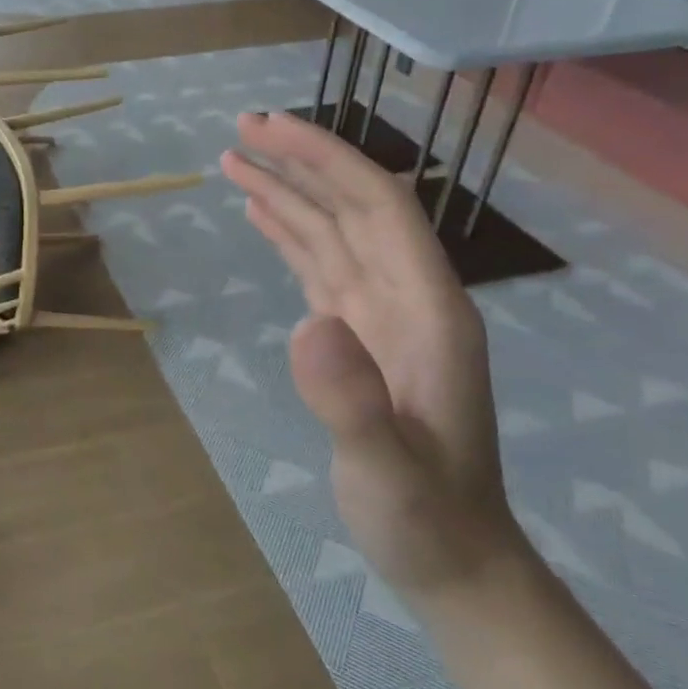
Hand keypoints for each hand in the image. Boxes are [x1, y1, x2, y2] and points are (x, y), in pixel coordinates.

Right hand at [221, 110, 526, 606]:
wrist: (453, 560)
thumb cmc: (426, 519)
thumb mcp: (389, 472)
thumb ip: (355, 403)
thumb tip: (308, 324)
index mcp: (428, 307)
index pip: (377, 207)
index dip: (325, 160)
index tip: (270, 130)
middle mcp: (408, 296)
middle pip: (353, 206)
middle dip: (301, 161)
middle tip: (240, 128)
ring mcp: (382, 315)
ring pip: (332, 232)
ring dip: (288, 192)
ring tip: (234, 160)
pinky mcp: (358, 335)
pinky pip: (320, 266)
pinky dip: (290, 233)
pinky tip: (262, 214)